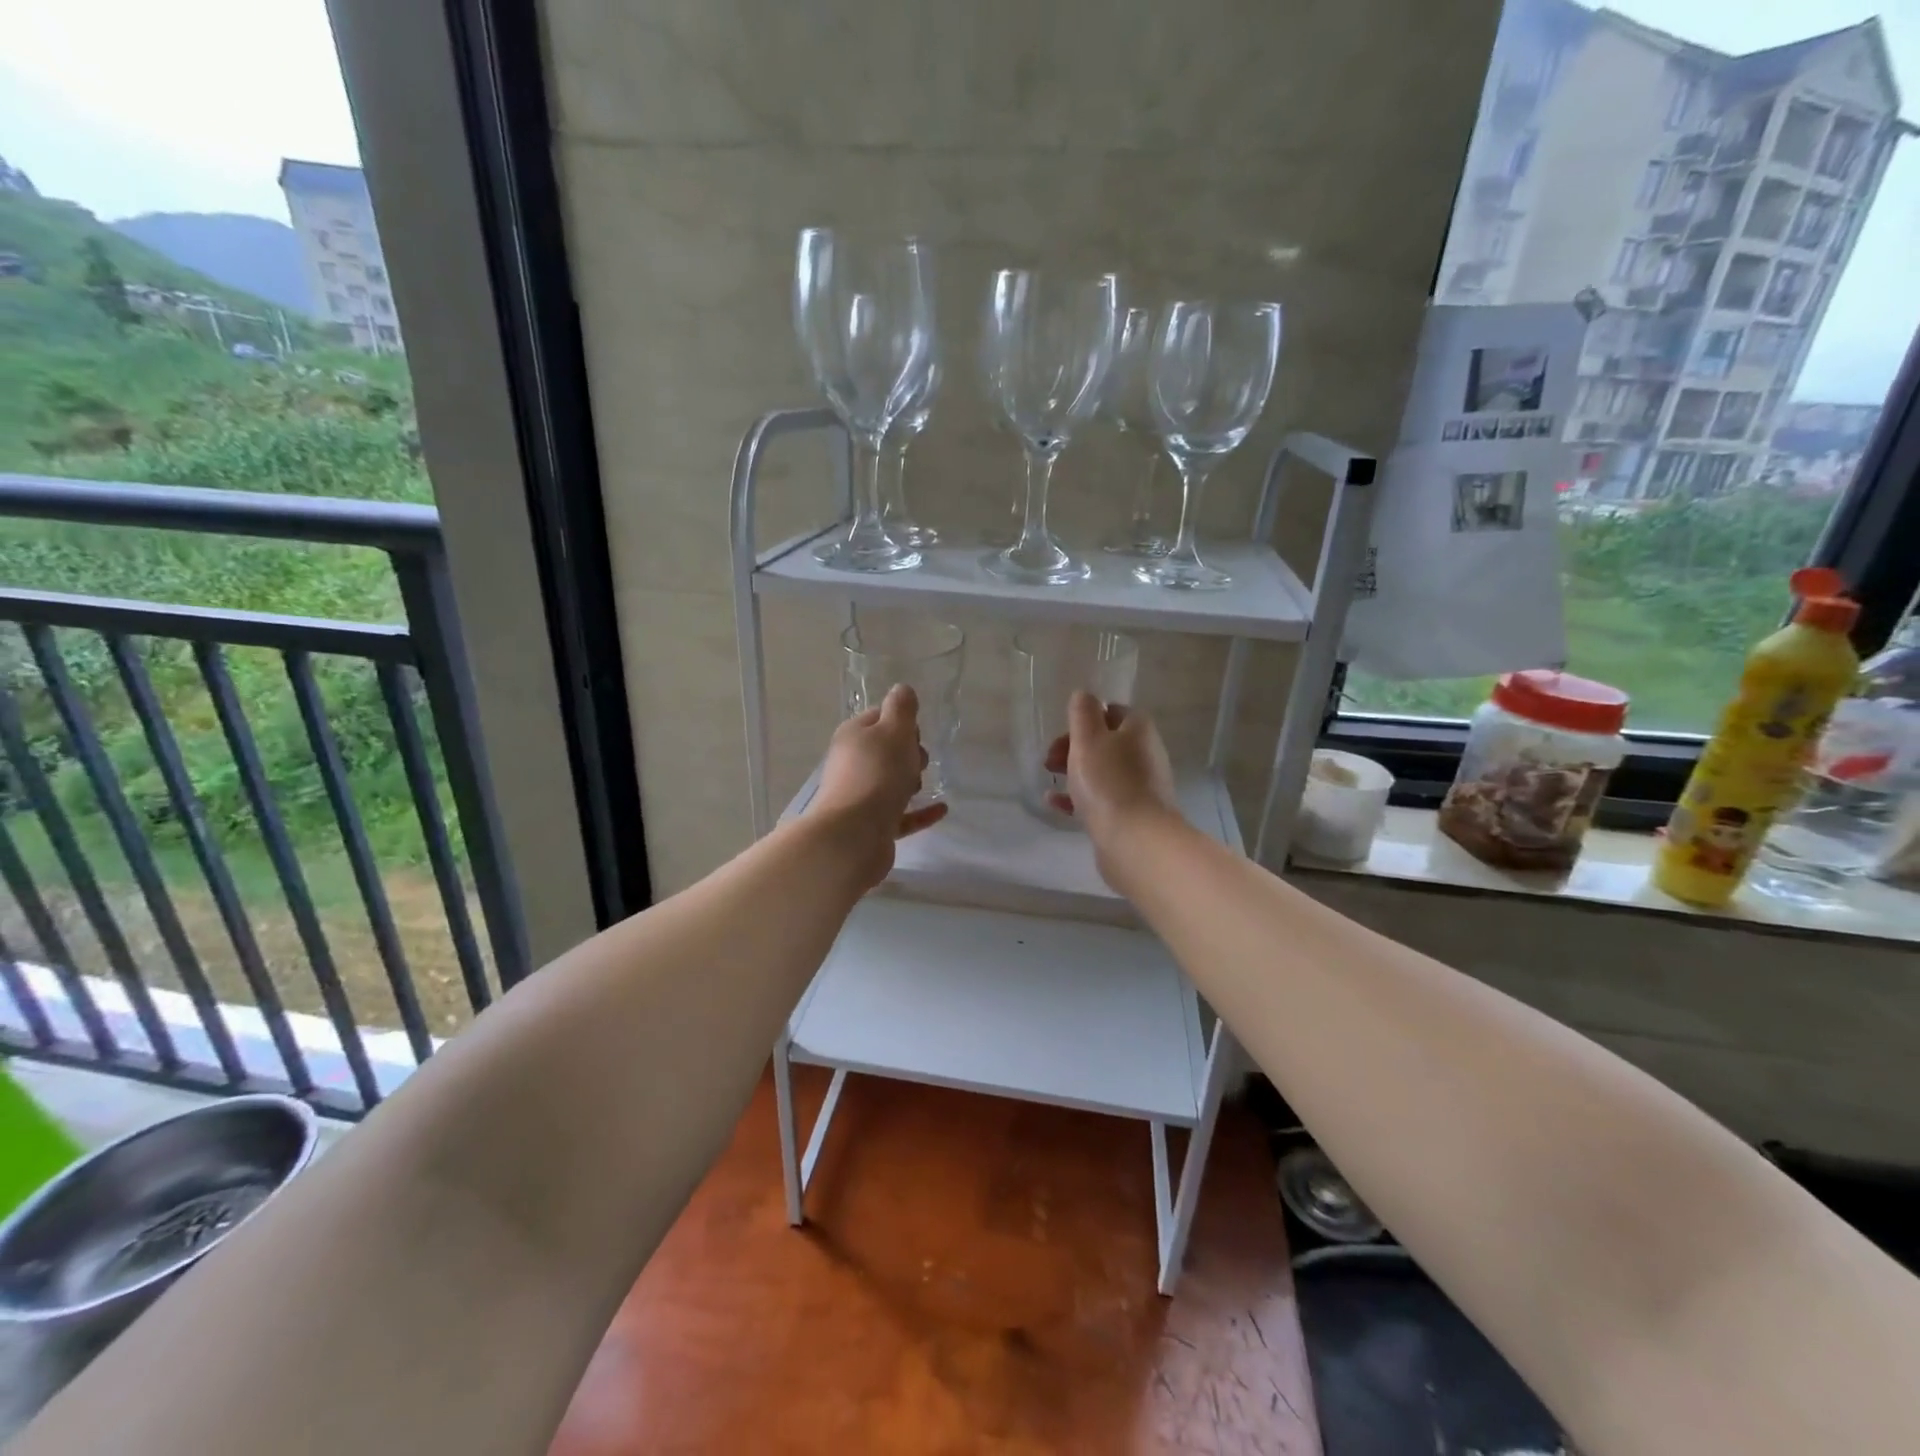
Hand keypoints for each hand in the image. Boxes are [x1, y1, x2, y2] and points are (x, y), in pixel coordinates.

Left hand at [809, 683, 948, 889]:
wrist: (854, 834)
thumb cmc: (878, 774)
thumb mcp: (894, 730)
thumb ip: (902, 708)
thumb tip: (902, 689)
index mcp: (853, 735)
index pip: (879, 717)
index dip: (902, 721)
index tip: (917, 733)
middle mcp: (851, 763)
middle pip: (885, 750)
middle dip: (909, 753)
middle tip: (919, 760)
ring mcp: (860, 796)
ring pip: (891, 782)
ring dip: (911, 782)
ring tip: (922, 786)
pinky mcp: (871, 826)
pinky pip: (900, 814)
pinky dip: (919, 812)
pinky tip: (941, 810)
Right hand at [1043, 691, 1178, 855]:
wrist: (1135, 840)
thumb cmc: (1109, 782)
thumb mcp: (1088, 739)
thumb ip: (1083, 713)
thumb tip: (1084, 695)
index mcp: (1138, 731)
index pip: (1113, 712)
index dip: (1086, 718)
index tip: (1063, 731)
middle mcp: (1144, 755)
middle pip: (1106, 743)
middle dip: (1075, 747)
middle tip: (1050, 758)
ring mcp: (1140, 787)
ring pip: (1102, 771)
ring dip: (1074, 772)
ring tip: (1049, 778)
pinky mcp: (1131, 815)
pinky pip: (1101, 799)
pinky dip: (1078, 797)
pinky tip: (1055, 803)